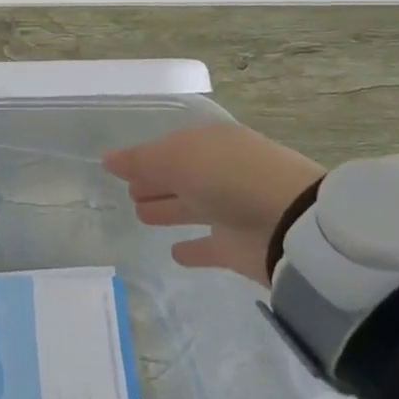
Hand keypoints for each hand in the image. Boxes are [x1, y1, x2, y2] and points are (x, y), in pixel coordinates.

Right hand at [103, 123, 326, 285]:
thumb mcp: (176, 158)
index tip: (120, 169)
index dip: (145, 158)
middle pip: (180, 177)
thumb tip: (107, 160)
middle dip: (155, 182)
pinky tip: (175, 253)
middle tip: (130, 193)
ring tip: (141, 216)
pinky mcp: (239, 247)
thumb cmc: (229, 176)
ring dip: (168, 209)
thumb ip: (140, 161)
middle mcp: (222, 173)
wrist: (292, 225)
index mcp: (211, 144)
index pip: (171, 148)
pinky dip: (194, 249)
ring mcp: (232, 210)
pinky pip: (210, 246)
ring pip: (191, 208)